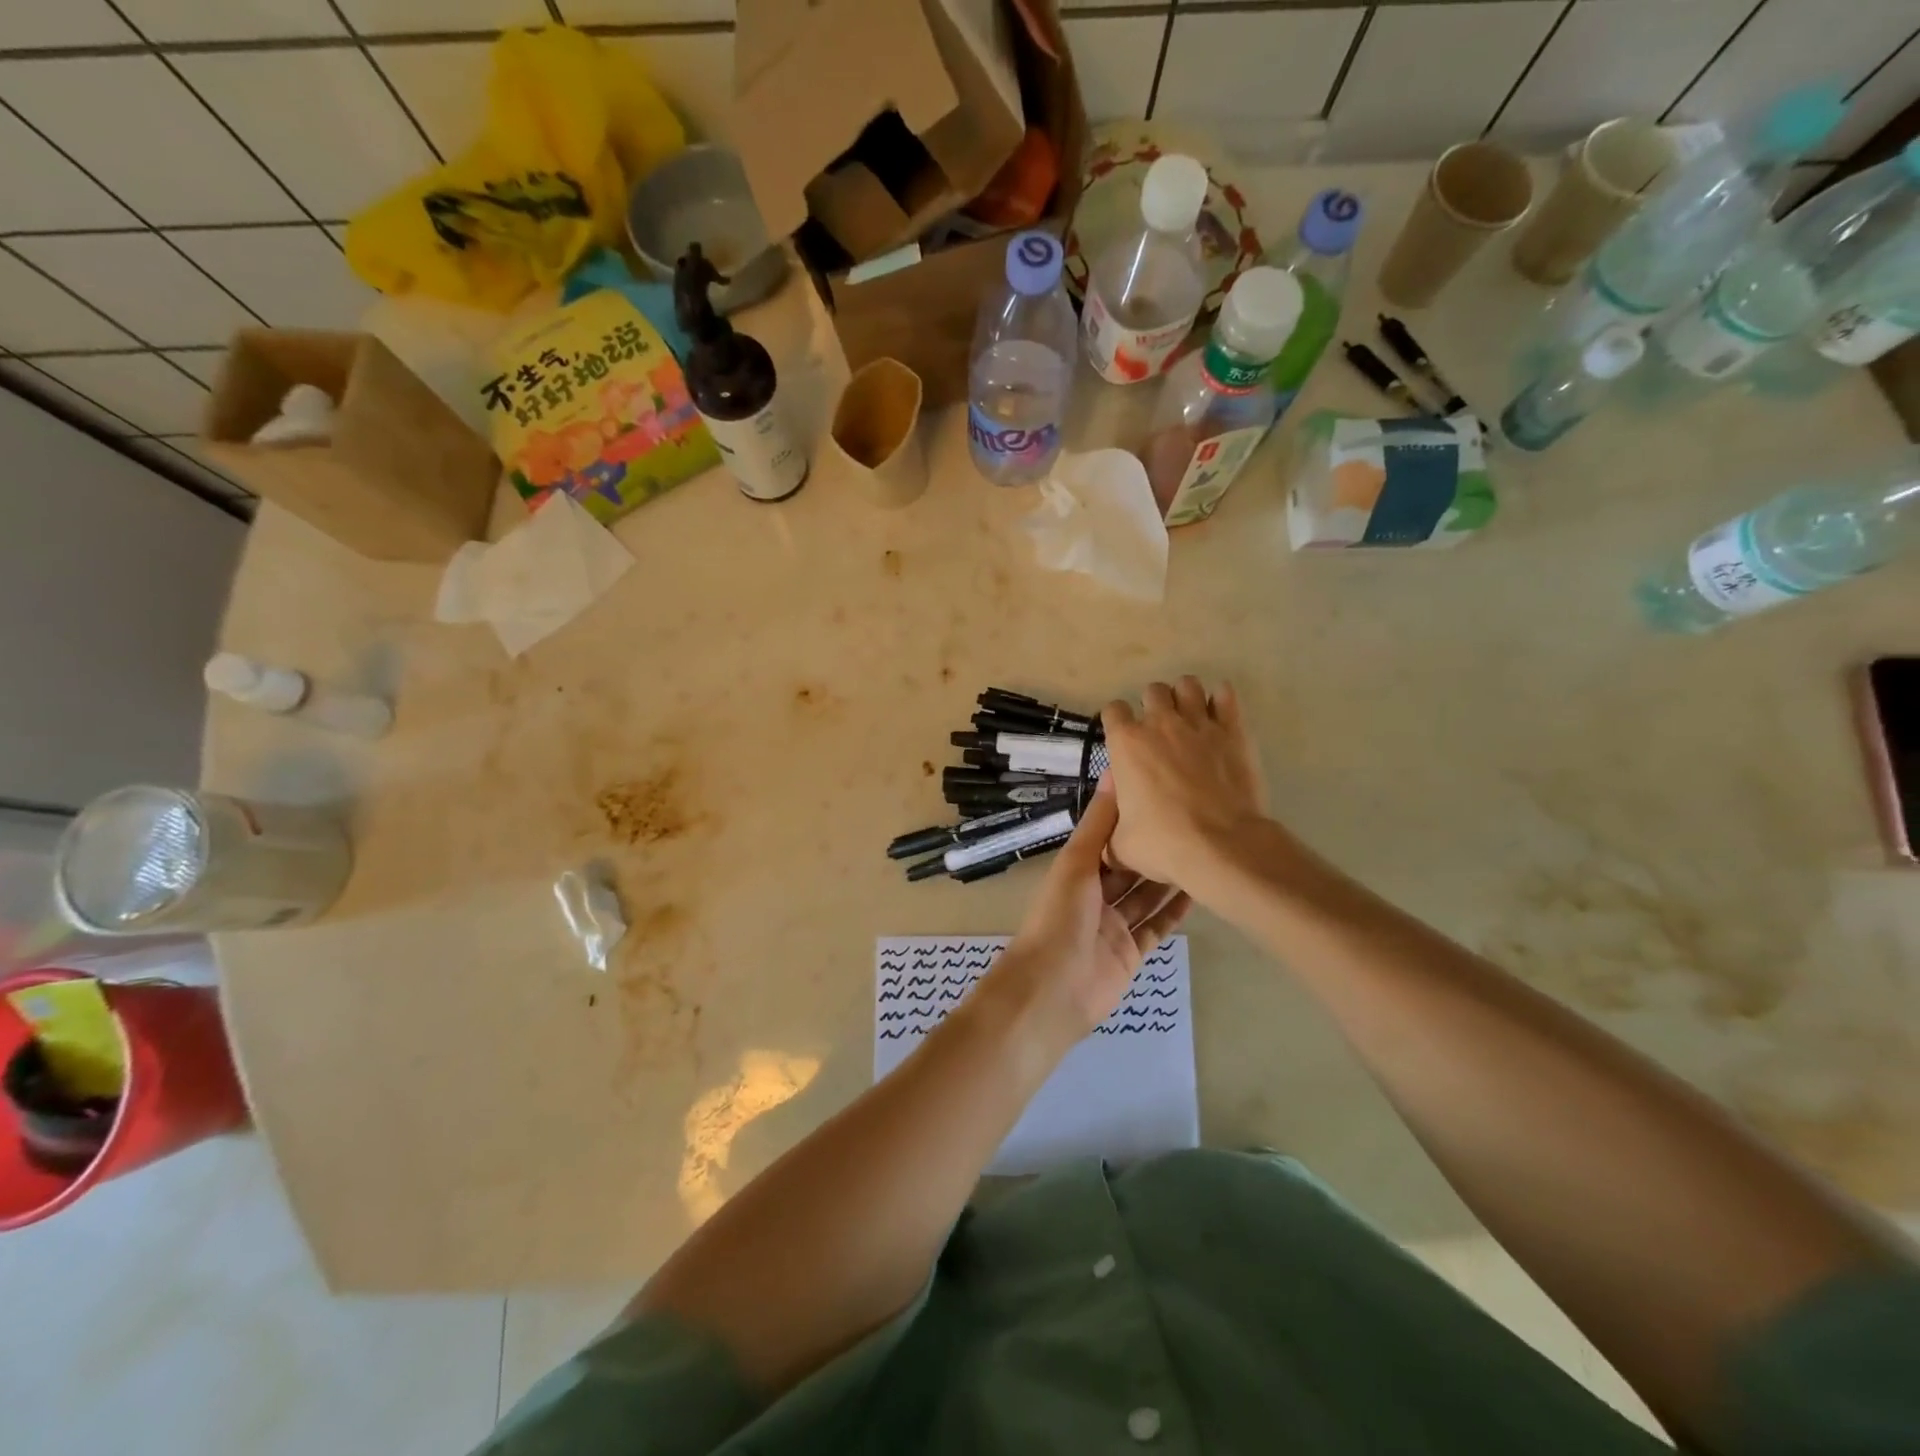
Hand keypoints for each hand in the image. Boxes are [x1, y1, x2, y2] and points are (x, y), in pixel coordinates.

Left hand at [984, 780, 1190, 1047]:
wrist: (1052, 990)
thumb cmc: (1060, 918)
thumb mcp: (1076, 863)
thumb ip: (1098, 823)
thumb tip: (1113, 772)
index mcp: (1077, 871)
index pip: (1108, 838)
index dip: (1131, 819)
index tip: (1162, 794)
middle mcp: (1095, 895)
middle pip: (1130, 867)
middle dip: (1154, 848)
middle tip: (1194, 823)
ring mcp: (1114, 925)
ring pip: (1146, 895)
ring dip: (1169, 877)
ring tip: (1205, 852)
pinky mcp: (1131, 952)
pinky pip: (1156, 926)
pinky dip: (1174, 911)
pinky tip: (1199, 891)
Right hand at [1102, 677, 1268, 892]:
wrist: (1222, 846)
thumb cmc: (1164, 844)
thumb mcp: (1121, 845)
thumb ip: (1110, 829)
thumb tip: (1107, 835)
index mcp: (1126, 744)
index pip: (1113, 710)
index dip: (1116, 721)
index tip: (1123, 738)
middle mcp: (1160, 723)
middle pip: (1152, 691)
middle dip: (1152, 705)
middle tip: (1159, 731)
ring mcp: (1199, 723)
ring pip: (1187, 684)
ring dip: (1185, 696)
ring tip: (1188, 717)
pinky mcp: (1233, 730)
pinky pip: (1226, 695)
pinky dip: (1221, 700)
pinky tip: (1219, 715)